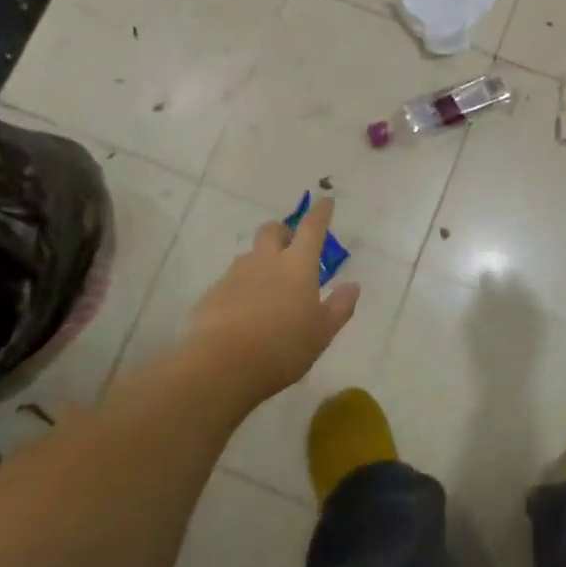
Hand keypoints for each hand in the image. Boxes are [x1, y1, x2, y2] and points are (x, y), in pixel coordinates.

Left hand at [179, 197, 360, 406]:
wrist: (222, 366)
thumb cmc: (283, 347)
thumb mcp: (322, 333)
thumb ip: (339, 307)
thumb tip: (353, 286)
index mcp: (298, 265)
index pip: (312, 228)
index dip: (321, 213)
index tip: (325, 201)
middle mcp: (265, 261)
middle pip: (272, 230)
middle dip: (283, 232)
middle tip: (291, 249)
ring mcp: (235, 275)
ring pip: (250, 256)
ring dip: (260, 263)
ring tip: (267, 290)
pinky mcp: (212, 293)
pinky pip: (230, 282)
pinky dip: (240, 289)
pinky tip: (243, 315)